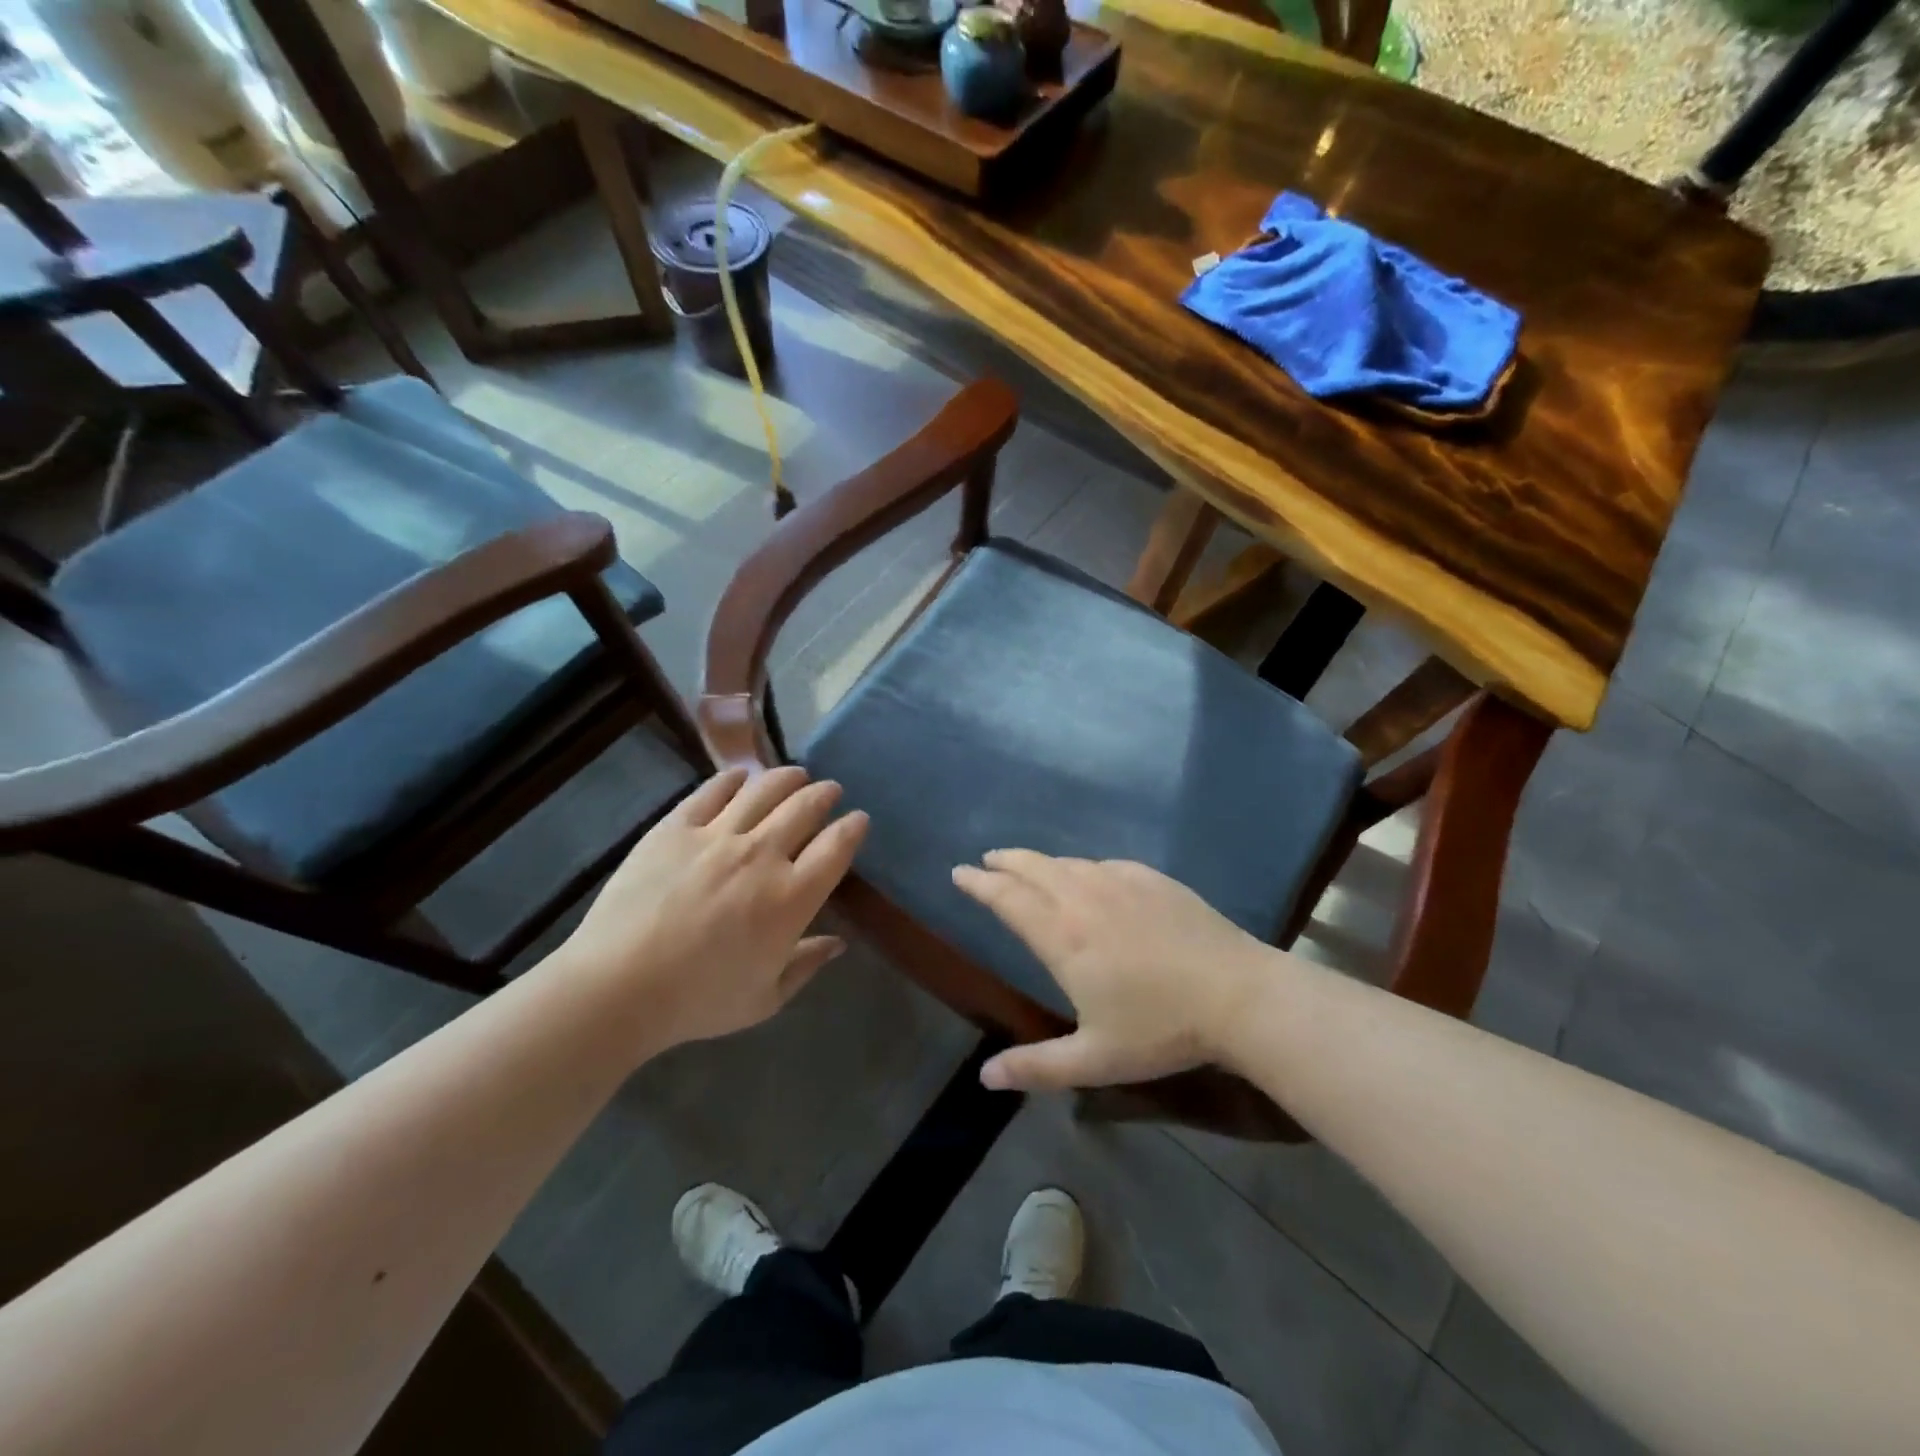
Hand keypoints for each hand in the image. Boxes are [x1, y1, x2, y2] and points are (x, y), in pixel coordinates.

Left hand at [558, 767, 867, 1048]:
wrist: (617, 986)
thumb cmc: (698, 1001)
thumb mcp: (765, 998)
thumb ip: (806, 965)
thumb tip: (838, 943)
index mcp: (792, 897)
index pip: (836, 847)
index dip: (853, 828)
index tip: (858, 819)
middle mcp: (762, 855)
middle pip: (805, 808)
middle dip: (824, 794)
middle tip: (830, 790)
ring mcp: (717, 836)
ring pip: (764, 790)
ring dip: (787, 778)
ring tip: (795, 774)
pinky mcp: (675, 827)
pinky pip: (712, 792)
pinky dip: (732, 779)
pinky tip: (740, 776)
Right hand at [952, 851, 1277, 1091]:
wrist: (1237, 995)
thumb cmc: (1161, 1029)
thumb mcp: (1095, 1059)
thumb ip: (1036, 1066)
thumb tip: (984, 1077)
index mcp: (1062, 936)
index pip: (1008, 899)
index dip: (980, 884)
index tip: (960, 873)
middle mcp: (1083, 898)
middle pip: (1033, 868)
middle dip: (1004, 862)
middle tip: (986, 861)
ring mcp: (1120, 882)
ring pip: (1067, 863)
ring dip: (1040, 862)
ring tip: (1027, 866)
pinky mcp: (1152, 879)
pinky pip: (1104, 864)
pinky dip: (1082, 867)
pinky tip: (1088, 874)